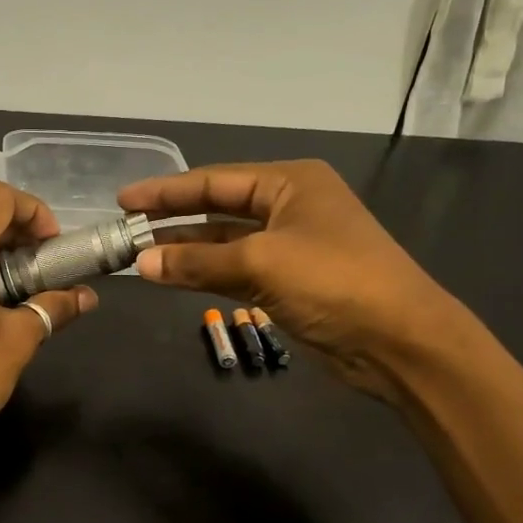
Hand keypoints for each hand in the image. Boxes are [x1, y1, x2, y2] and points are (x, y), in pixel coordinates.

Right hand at [117, 160, 466, 400]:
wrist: (398, 341)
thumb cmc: (333, 282)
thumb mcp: (260, 264)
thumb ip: (197, 262)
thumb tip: (141, 263)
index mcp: (290, 183)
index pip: (214, 181)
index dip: (166, 191)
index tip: (124, 200)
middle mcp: (289, 207)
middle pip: (218, 208)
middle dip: (173, 219)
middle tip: (126, 228)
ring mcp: (290, 247)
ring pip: (224, 243)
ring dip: (186, 250)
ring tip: (139, 255)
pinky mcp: (288, 283)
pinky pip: (235, 271)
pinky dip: (205, 274)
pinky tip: (171, 277)